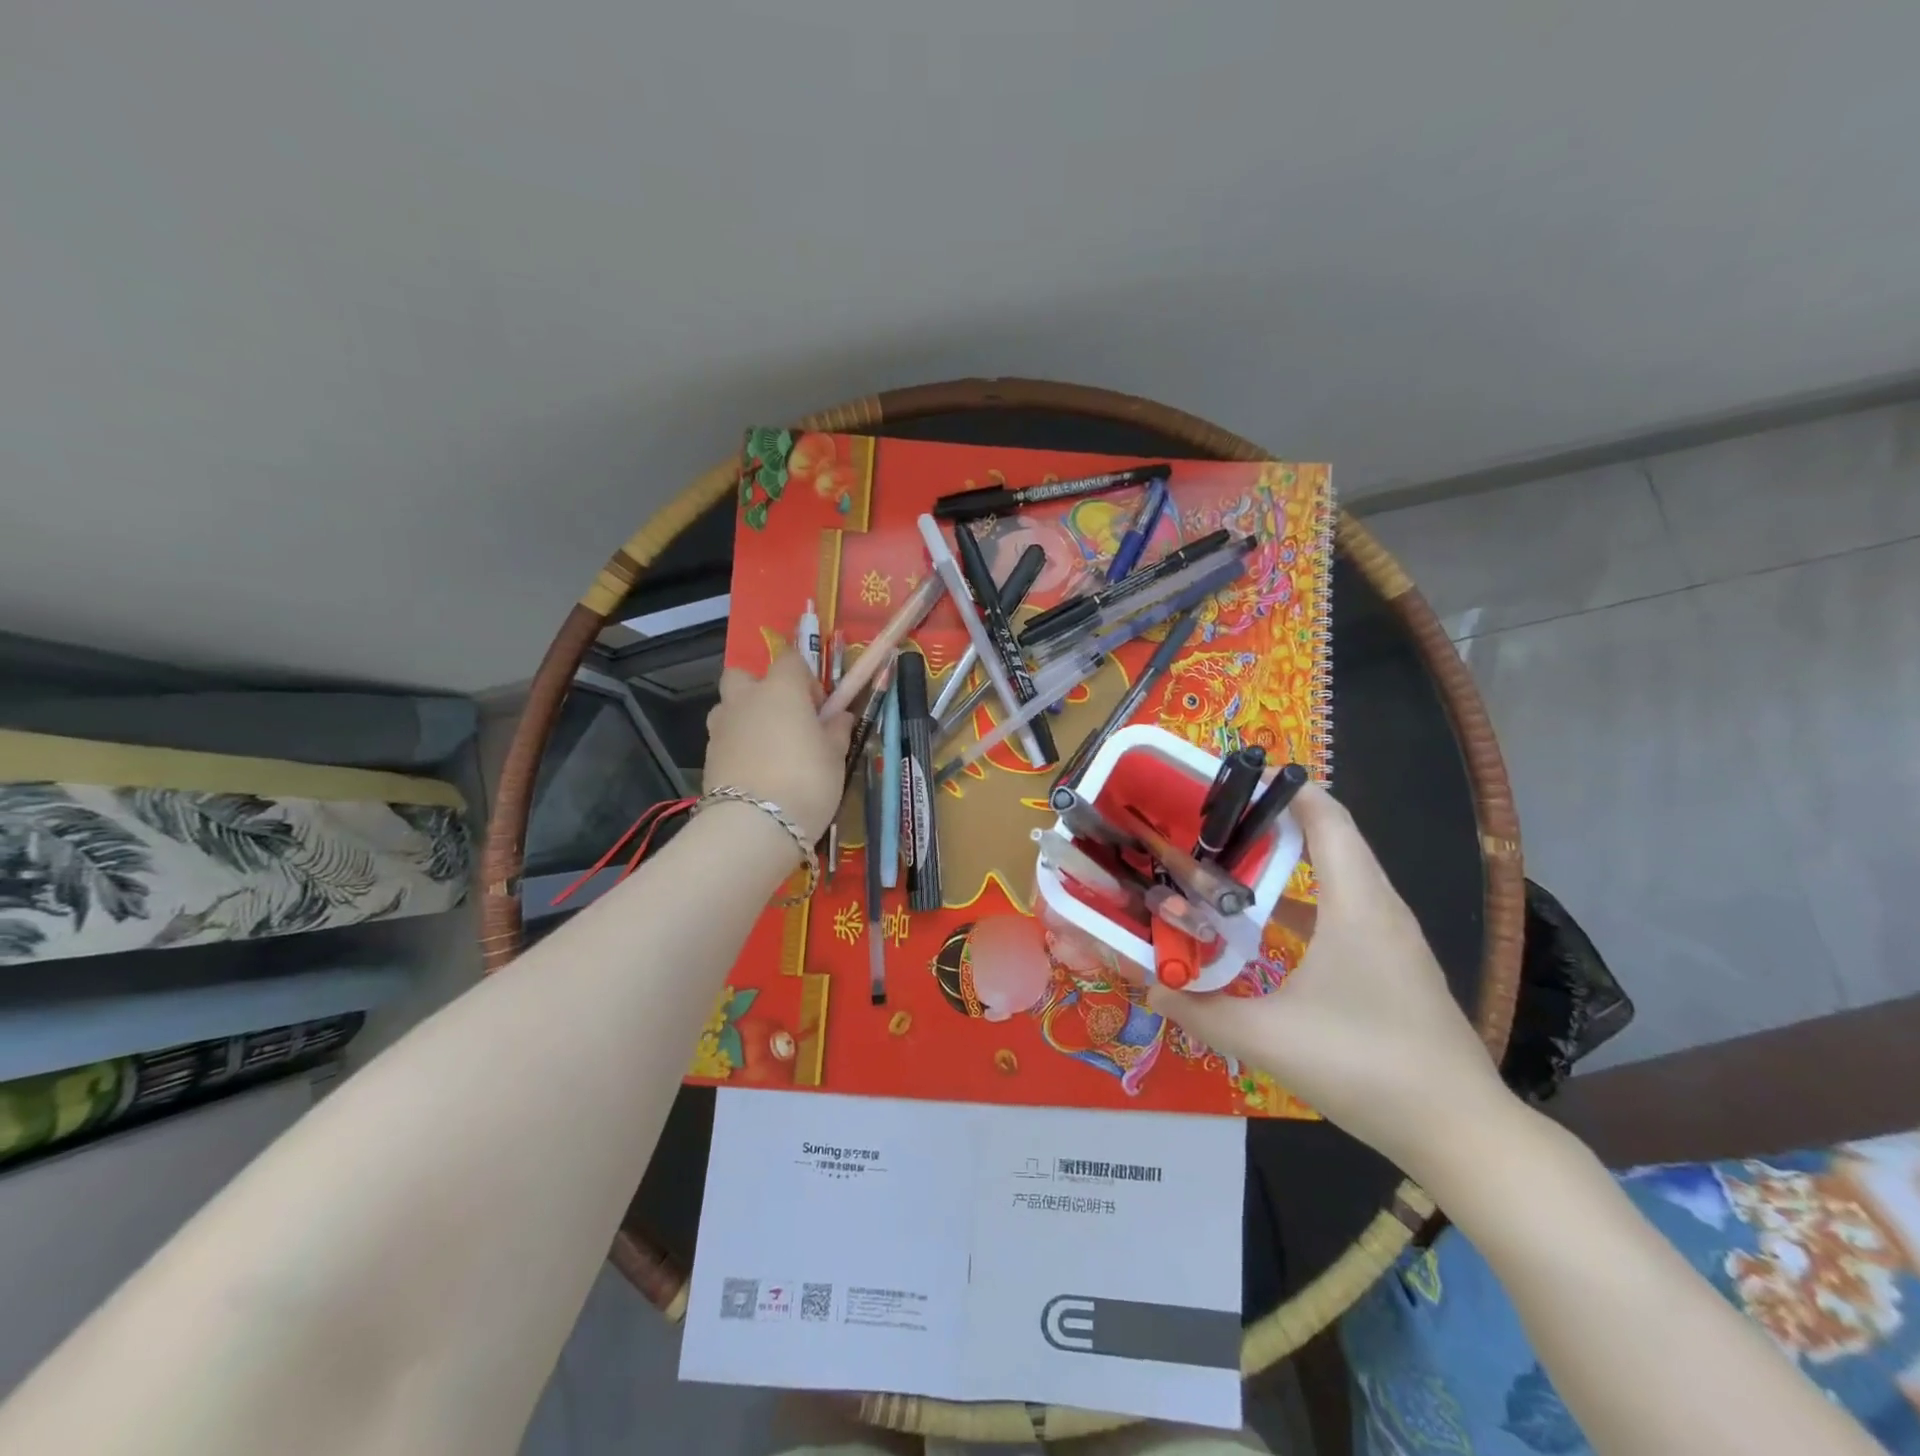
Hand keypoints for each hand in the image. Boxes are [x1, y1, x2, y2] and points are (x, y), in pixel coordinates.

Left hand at [703, 650, 854, 842]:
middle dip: (760, 689)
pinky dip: (738, 748)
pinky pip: (725, 740)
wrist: (754, 826)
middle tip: (785, 719)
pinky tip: (757, 774)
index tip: (819, 707)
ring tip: (769, 750)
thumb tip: (839, 716)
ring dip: (745, 719)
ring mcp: (721, 728)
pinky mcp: (707, 758)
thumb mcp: (836, 756)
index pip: (789, 659)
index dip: (805, 678)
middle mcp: (745, 700)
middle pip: (743, 676)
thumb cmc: (806, 780)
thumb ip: (837, 730)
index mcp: (780, 689)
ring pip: (729, 708)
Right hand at [1149, 783, 1510, 1173]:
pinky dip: (1309, 899)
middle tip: (1217, 823)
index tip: (1233, 782)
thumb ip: (1200, 1011)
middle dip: (1275, 821)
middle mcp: (1380, 909)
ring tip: (1234, 862)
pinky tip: (1272, 926)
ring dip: (1292, 861)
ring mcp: (1394, 939)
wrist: (1461, 1133)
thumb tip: (1150, 986)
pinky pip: (1349, 909)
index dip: (1285, 789)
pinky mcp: (1396, 965)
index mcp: (1357, 906)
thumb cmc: (1364, 1067)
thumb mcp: (1268, 1039)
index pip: (1327, 818)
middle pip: (1332, 838)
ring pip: (1342, 875)